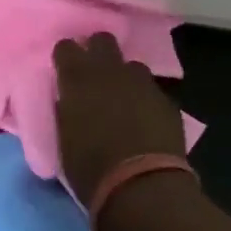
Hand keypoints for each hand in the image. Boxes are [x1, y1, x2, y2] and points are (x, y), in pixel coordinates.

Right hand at [54, 32, 187, 202]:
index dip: (66, 58)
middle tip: (95, 77)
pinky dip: (146, 102)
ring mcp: (142, 83)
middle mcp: (110, 70)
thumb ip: (66, 111)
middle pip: (103, 40)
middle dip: (98, 52)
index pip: (66, 47)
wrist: (142, 189)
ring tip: (124, 101)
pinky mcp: (167, 101)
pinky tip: (146, 122)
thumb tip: (69, 102)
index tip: (65, 72)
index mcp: (77, 78)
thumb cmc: (91, 170)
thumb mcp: (64, 140)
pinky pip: (152, 91)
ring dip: (125, 78)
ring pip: (132, 65)